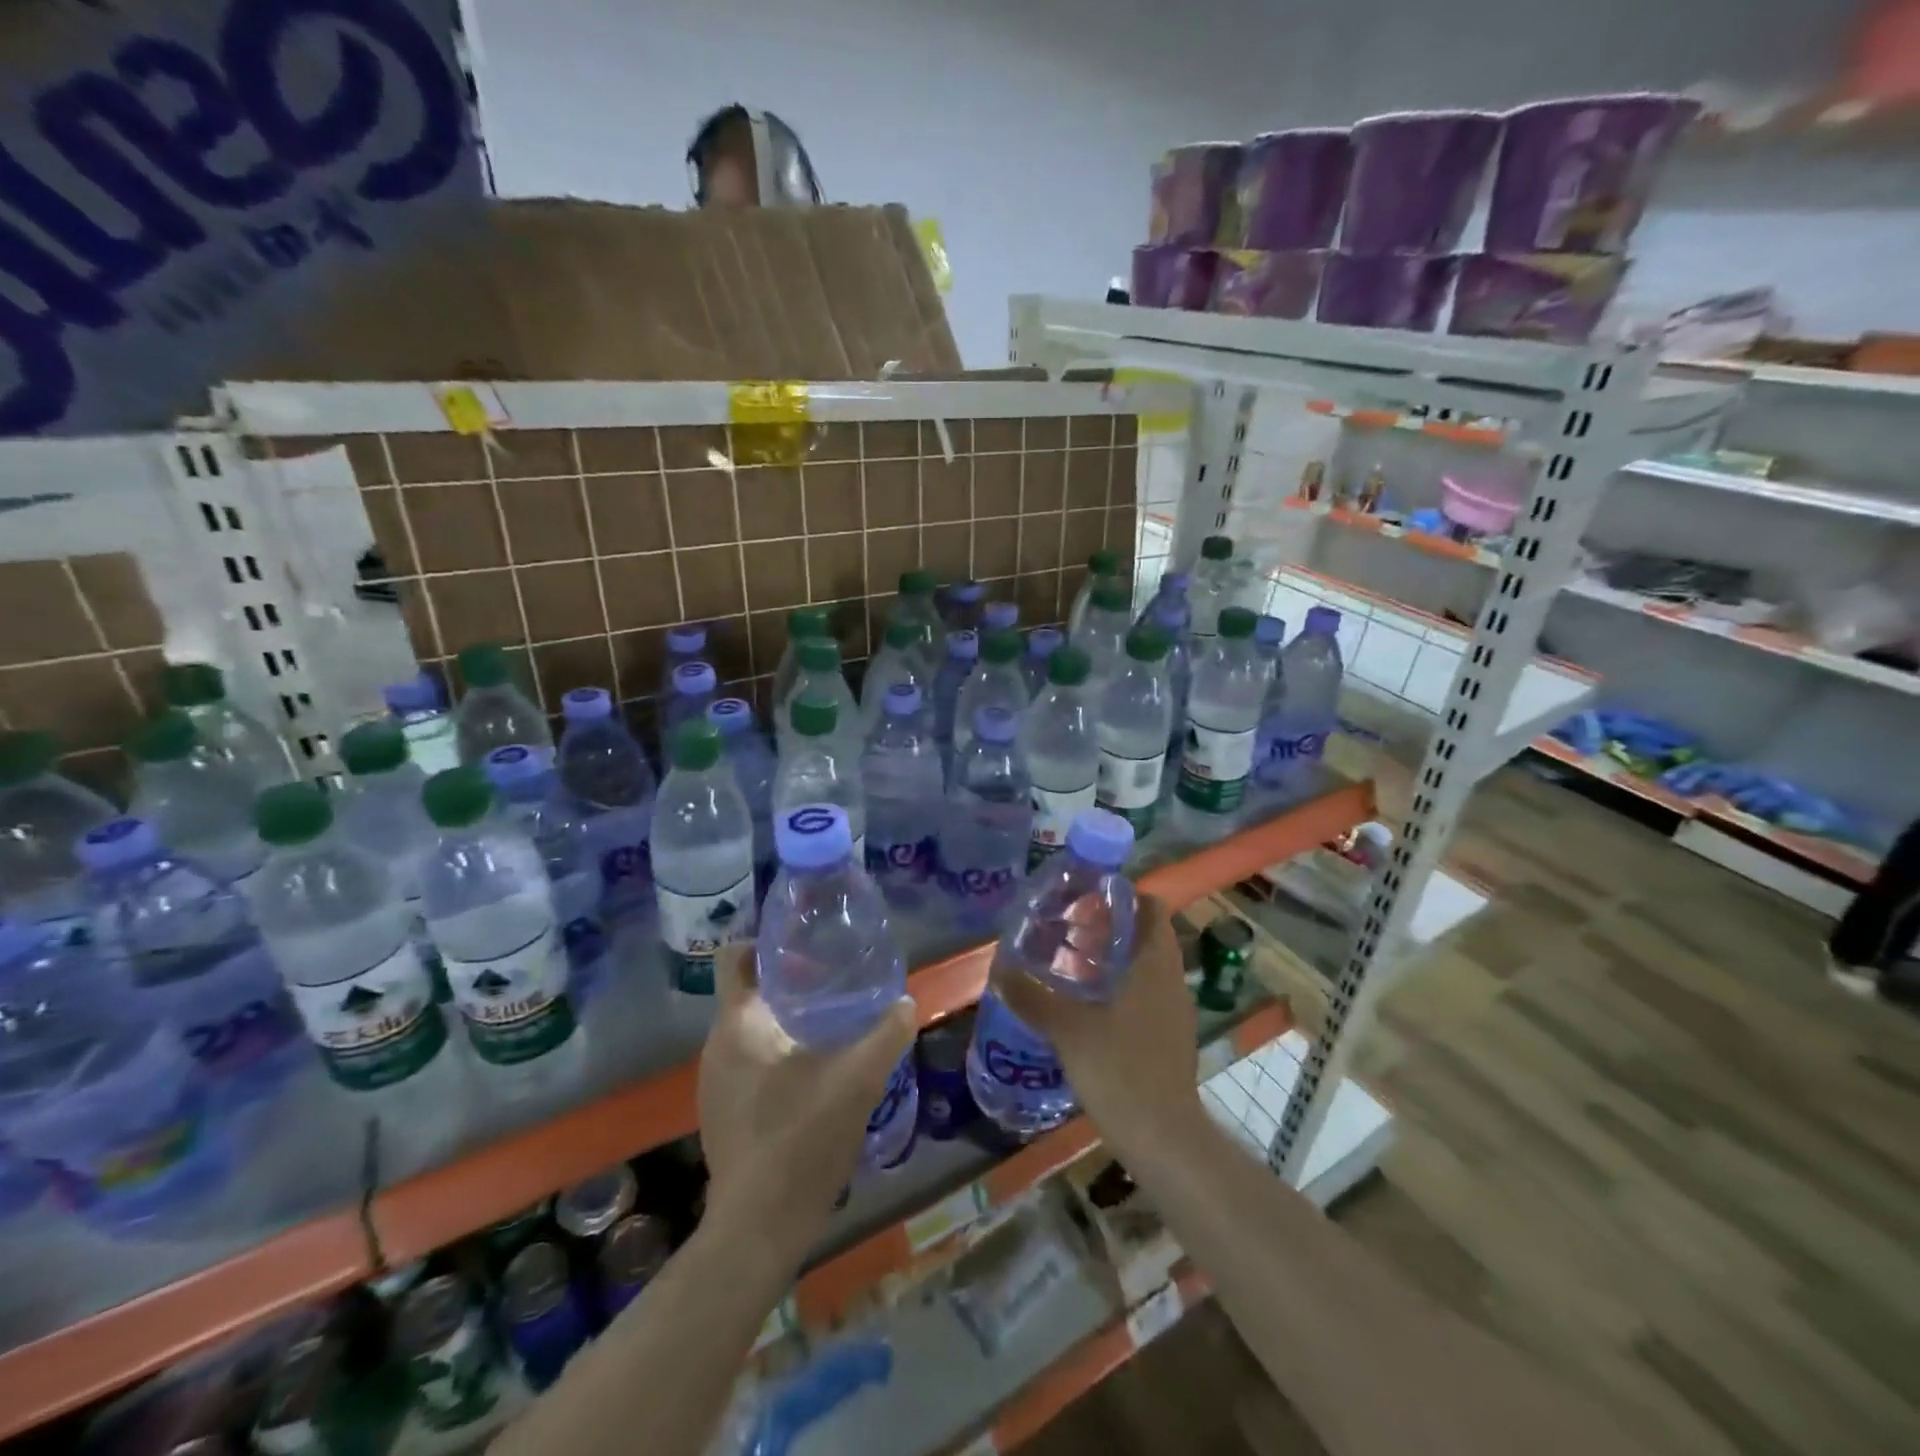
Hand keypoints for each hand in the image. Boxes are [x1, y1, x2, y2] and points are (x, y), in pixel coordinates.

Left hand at [696, 942, 917, 1267]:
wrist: (758, 1228)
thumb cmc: (802, 1139)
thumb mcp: (858, 1081)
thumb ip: (886, 1036)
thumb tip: (906, 1002)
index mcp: (738, 1025)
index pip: (734, 959)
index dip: (763, 942)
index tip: (801, 944)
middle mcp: (715, 1047)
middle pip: (745, 992)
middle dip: (784, 981)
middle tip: (829, 979)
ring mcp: (712, 1083)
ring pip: (747, 1030)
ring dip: (781, 1019)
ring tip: (826, 1021)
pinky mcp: (720, 1113)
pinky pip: (745, 1062)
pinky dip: (773, 1052)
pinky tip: (810, 1071)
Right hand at [998, 894, 1203, 1155]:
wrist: (1163, 1139)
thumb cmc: (1120, 1070)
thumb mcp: (1067, 1029)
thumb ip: (1032, 996)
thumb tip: (1000, 969)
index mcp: (1155, 964)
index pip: (1153, 908)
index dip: (1124, 897)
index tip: (1088, 899)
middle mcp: (1171, 980)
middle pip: (1147, 937)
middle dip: (1111, 929)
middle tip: (1069, 930)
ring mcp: (1174, 1012)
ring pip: (1146, 968)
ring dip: (1114, 961)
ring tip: (1071, 965)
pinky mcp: (1170, 1039)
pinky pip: (1146, 996)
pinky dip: (1121, 990)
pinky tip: (1088, 1008)